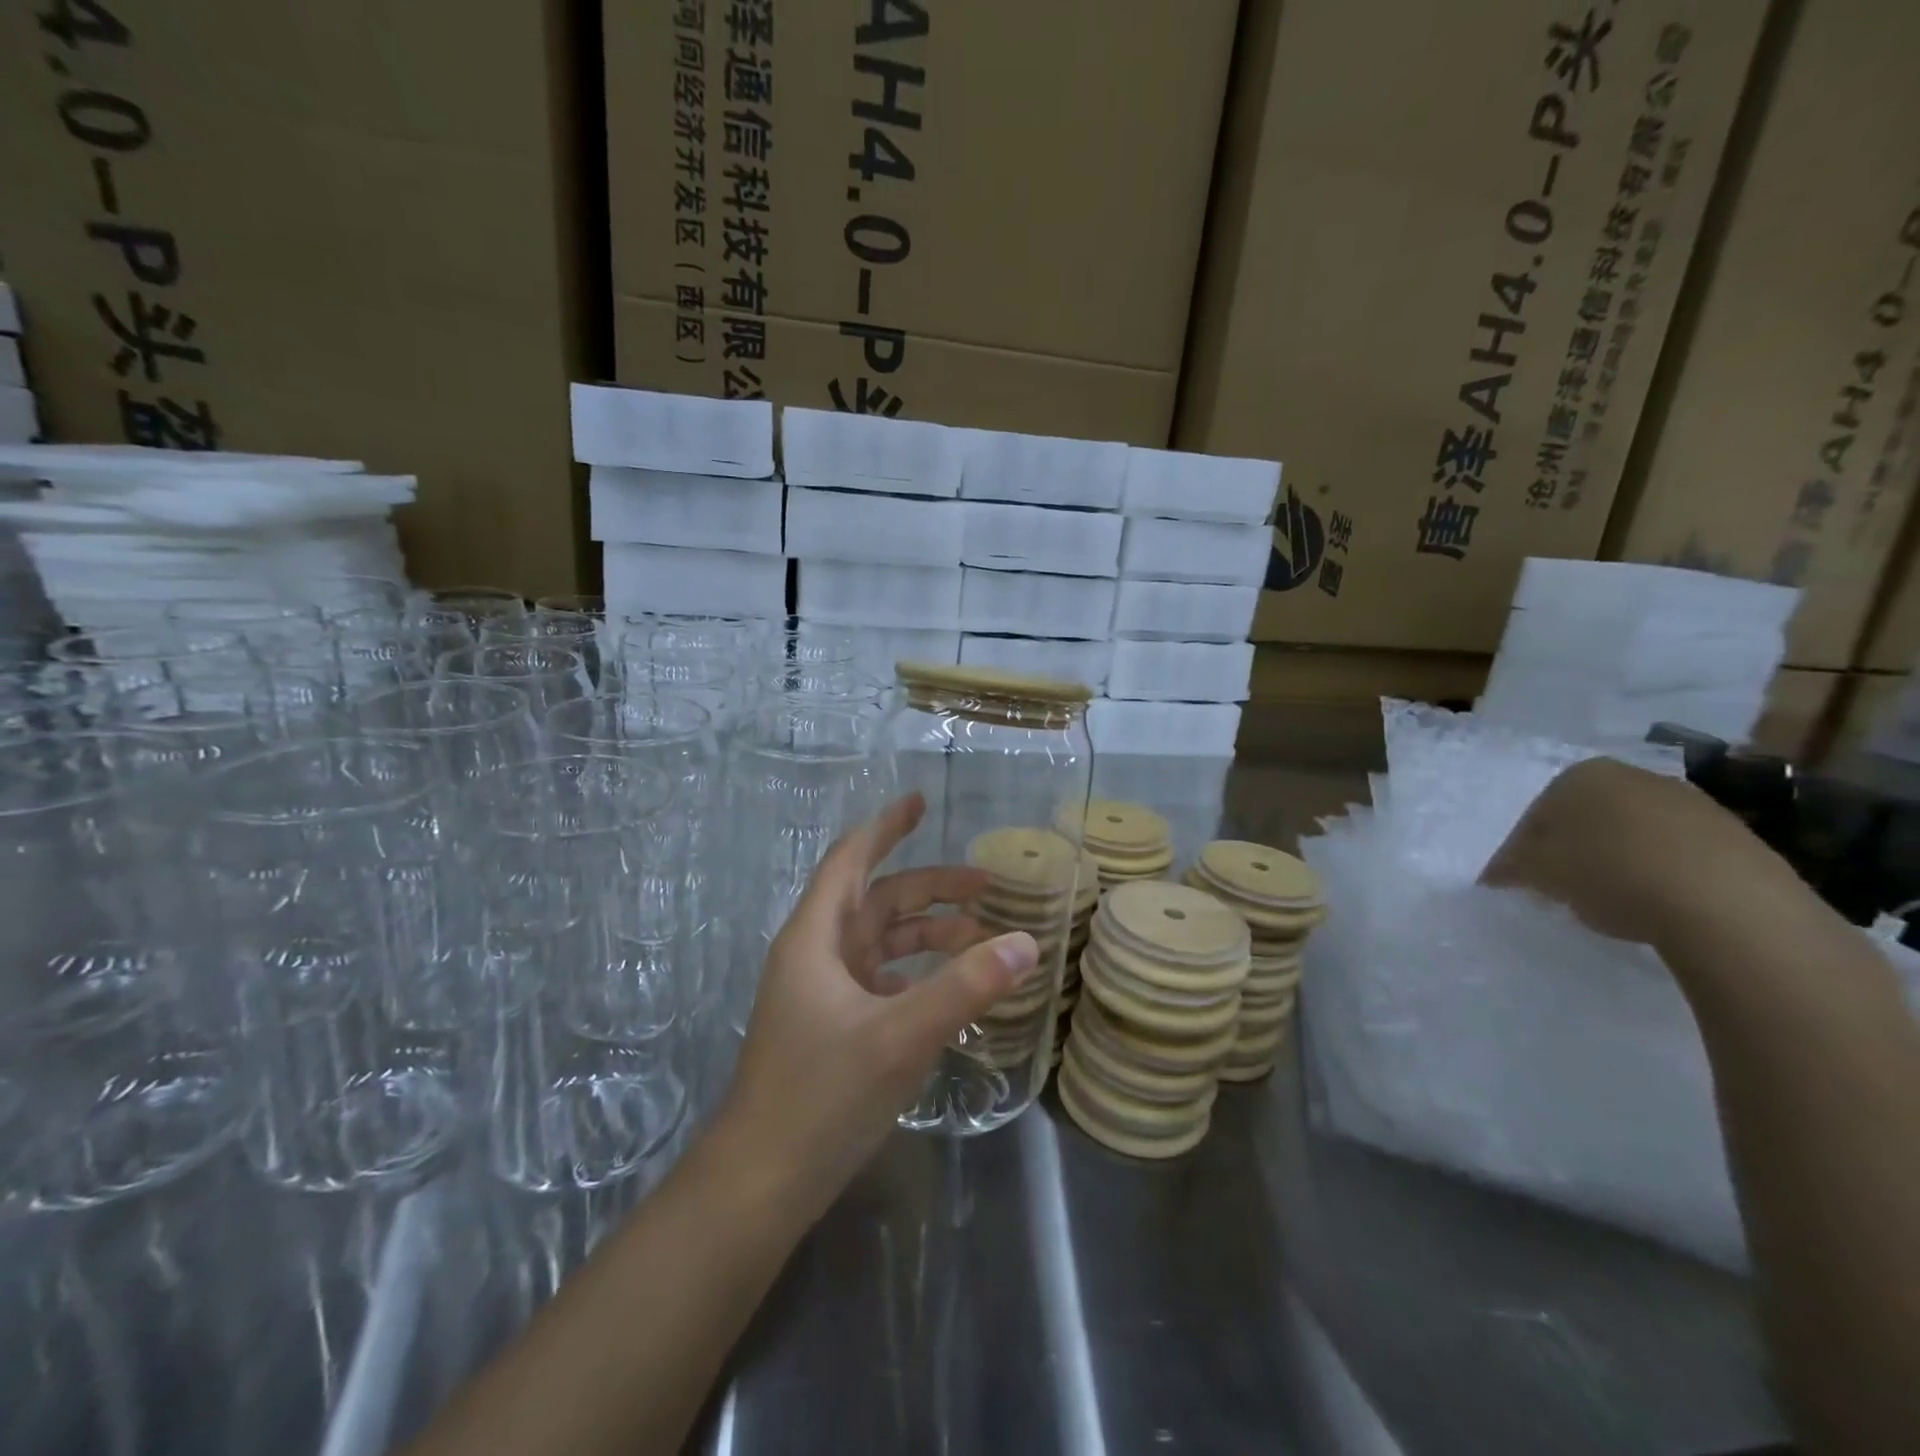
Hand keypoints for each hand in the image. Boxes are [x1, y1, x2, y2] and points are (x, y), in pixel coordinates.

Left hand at [717, 793, 1039, 1218]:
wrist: (762, 1182)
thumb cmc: (821, 1095)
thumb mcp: (900, 1036)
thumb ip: (964, 988)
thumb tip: (1025, 943)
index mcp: (816, 938)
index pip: (851, 860)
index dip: (885, 827)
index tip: (920, 802)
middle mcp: (817, 955)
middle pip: (877, 901)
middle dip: (930, 888)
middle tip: (986, 887)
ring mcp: (823, 994)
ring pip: (882, 943)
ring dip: (928, 935)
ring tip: (981, 941)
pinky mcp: (833, 1027)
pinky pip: (882, 981)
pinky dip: (917, 975)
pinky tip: (949, 990)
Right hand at [1483, 757, 1810, 948]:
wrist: (1727, 904)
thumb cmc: (1609, 872)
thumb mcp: (1538, 873)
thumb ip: (1511, 867)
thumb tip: (1498, 874)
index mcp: (1581, 775)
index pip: (1536, 812)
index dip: (1522, 848)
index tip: (1520, 880)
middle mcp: (1635, 776)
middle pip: (1587, 817)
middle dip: (1571, 848)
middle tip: (1560, 887)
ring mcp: (1692, 803)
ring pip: (1633, 833)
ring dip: (1616, 860)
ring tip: (1609, 901)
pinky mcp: (1737, 837)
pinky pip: (1677, 854)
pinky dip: (1659, 873)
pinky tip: (1655, 905)